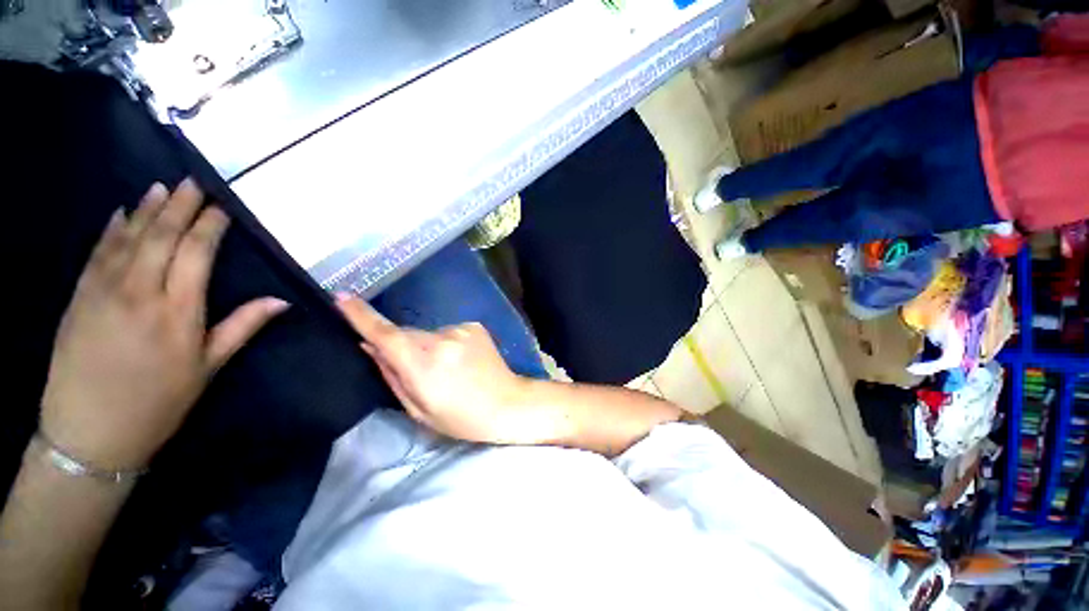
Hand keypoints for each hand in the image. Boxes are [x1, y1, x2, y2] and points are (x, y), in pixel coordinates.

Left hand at [39, 179, 289, 470]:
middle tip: (194, 180)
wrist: (90, 432)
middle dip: (180, 205)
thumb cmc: (158, 402)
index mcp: (177, 310)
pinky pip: (99, 252)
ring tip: (163, 187)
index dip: (210, 225)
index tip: (221, 205)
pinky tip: (122, 213)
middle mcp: (140, 291)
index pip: (197, 252)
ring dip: (147, 209)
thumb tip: (281, 301)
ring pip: (129, 237)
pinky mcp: (80, 296)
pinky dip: (112, 229)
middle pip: (162, 236)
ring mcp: (104, 290)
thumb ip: (241, 327)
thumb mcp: (207, 368)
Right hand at [336, 296, 554, 444]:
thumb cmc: (461, 417)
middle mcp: (441, 339)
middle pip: (406, 334)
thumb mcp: (419, 409)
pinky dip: (446, 344)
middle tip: (417, 371)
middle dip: (402, 348)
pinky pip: (448, 332)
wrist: (507, 402)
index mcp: (423, 364)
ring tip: (446, 370)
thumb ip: (392, 376)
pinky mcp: (474, 326)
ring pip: (428, 334)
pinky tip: (461, 361)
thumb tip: (369, 347)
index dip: (361, 316)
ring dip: (428, 348)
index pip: (385, 335)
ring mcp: (460, 329)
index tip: (341, 298)